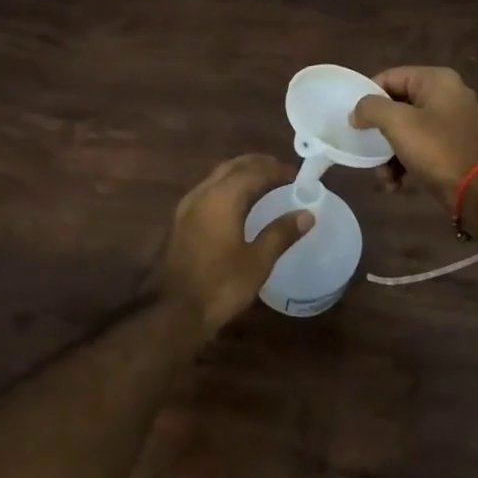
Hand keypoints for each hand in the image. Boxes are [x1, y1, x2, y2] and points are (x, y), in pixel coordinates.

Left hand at [154, 154, 313, 336]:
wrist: (171, 312)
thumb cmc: (219, 286)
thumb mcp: (257, 262)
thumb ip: (281, 233)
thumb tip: (307, 214)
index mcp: (223, 197)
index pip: (254, 170)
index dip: (277, 170)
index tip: (297, 177)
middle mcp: (202, 193)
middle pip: (233, 166)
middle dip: (258, 165)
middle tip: (282, 173)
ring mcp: (187, 206)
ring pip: (217, 177)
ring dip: (241, 174)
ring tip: (264, 185)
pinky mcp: (180, 221)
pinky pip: (208, 191)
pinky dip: (228, 188)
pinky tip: (238, 205)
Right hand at [349, 66, 477, 207]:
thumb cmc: (437, 150)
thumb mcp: (398, 124)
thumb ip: (371, 108)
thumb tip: (357, 111)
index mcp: (437, 80)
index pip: (390, 77)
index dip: (368, 97)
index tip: (354, 120)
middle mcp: (448, 94)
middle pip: (398, 105)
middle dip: (379, 132)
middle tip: (366, 149)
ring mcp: (453, 121)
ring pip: (408, 129)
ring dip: (390, 153)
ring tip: (383, 176)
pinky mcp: (455, 146)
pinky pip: (422, 146)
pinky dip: (406, 162)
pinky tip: (396, 184)